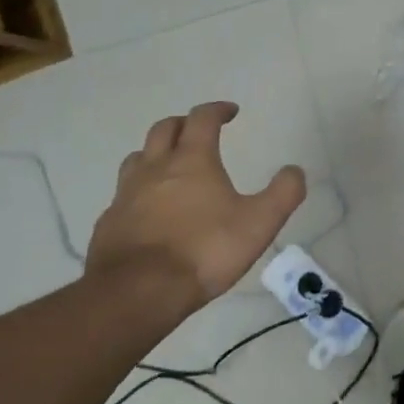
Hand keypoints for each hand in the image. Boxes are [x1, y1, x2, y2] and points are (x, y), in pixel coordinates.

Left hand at [86, 102, 305, 319]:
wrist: (137, 293)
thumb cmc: (204, 251)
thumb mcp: (259, 223)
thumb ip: (283, 193)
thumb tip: (294, 170)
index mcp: (192, 160)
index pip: (202, 118)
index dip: (217, 110)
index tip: (231, 112)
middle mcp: (155, 168)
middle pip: (164, 129)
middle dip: (184, 124)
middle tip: (199, 131)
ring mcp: (126, 195)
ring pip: (137, 158)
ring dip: (155, 153)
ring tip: (169, 166)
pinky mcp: (108, 223)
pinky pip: (122, 195)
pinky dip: (138, 192)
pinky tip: (147, 211)